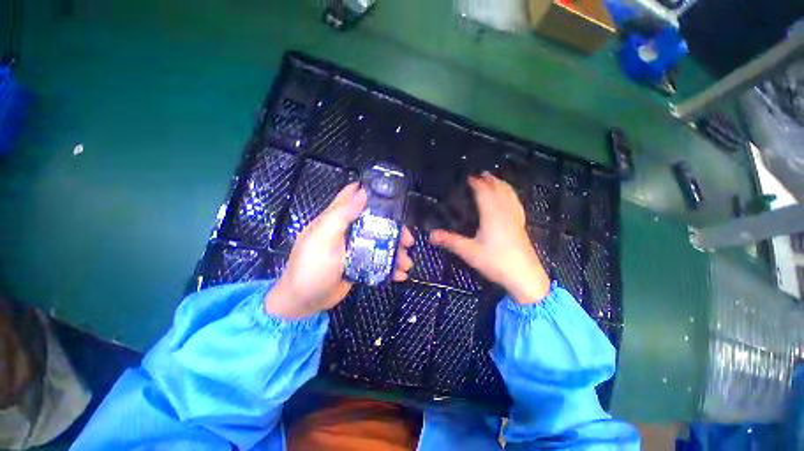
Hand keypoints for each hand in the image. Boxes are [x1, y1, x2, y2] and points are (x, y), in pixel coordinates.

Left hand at [264, 182, 414, 318]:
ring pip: (380, 243)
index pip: (354, 196)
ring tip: (407, 263)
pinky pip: (378, 260)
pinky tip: (400, 275)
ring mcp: (355, 248)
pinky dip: (390, 267)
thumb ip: (342, 214)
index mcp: (337, 218)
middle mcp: (348, 230)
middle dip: (395, 229)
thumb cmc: (312, 266)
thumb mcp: (324, 237)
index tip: (394, 196)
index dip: (372, 192)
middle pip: (376, 222)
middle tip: (408, 240)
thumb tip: (361, 191)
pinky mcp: (359, 264)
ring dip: (396, 251)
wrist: (304, 302)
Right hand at [429, 172, 549, 304]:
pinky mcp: (521, 226)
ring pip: (510, 196)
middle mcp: (505, 213)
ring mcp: (515, 219)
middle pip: (499, 190)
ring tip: (496, 179)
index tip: (469, 177)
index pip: (484, 193)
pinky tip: (511, 199)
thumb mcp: (469, 252)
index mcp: (492, 215)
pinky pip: (516, 204)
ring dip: (502, 185)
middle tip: (482, 173)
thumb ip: (450, 241)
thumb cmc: (496, 262)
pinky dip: (512, 196)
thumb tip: (430, 236)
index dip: (477, 183)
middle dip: (490, 180)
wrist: (525, 277)